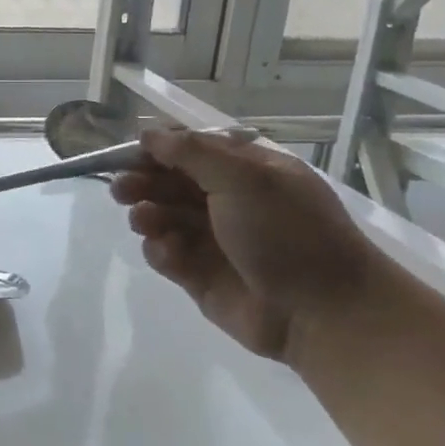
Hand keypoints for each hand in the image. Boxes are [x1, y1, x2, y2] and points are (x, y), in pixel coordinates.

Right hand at [109, 127, 384, 361]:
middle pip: (169, 182)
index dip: (158, 149)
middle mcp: (227, 201)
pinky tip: (169, 253)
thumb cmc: (287, 232)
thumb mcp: (244, 178)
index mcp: (245, 171)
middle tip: (121, 189)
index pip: (191, 149)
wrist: (323, 312)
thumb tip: (148, 133)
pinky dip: (160, 250)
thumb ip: (191, 153)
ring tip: (144, 220)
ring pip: (162, 217)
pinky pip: (166, 254)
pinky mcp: (198, 276)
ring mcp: (212, 240)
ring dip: (146, 214)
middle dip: (142, 182)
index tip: (131, 154)